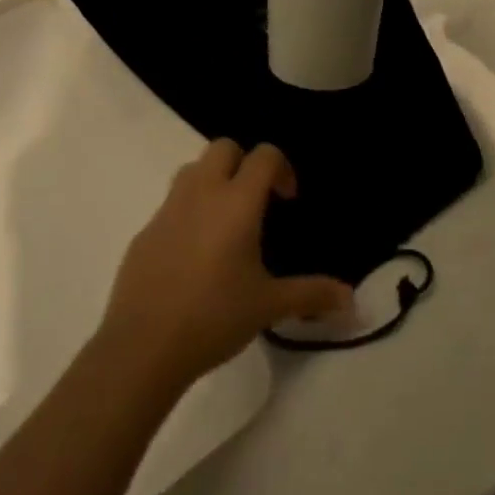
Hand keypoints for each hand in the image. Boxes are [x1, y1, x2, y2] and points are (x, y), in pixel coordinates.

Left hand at [101, 141, 351, 389]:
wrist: (143, 347)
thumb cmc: (214, 317)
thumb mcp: (269, 306)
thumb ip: (311, 295)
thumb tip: (351, 299)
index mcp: (237, 202)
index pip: (264, 155)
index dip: (281, 168)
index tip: (287, 200)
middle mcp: (202, 192)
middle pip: (224, 147)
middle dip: (244, 163)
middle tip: (255, 202)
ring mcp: (168, 208)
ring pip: (193, 169)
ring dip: (213, 180)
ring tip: (224, 222)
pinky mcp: (145, 230)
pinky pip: (171, 203)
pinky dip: (188, 211)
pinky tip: (193, 254)